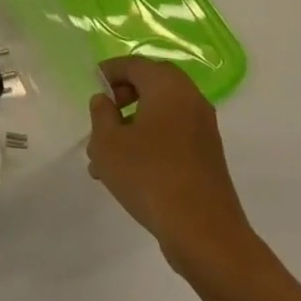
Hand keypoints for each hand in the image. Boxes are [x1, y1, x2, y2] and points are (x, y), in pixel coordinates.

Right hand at [87, 56, 254, 267]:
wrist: (205, 235)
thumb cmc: (150, 176)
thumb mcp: (108, 143)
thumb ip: (101, 114)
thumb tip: (104, 101)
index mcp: (168, 86)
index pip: (134, 64)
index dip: (109, 72)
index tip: (92, 86)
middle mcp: (190, 100)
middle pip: (150, 86)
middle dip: (122, 99)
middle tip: (102, 118)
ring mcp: (203, 130)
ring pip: (160, 115)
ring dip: (133, 127)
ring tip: (105, 157)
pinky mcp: (208, 158)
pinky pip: (172, 137)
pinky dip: (150, 144)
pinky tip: (129, 173)